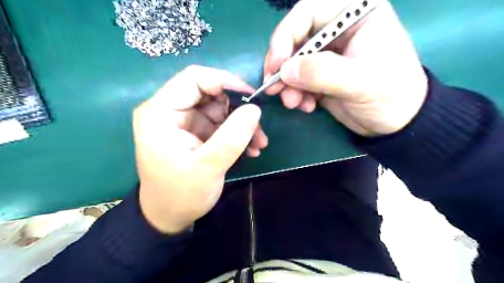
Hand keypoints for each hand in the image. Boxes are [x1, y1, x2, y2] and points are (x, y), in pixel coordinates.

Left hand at [133, 66, 267, 233]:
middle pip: (209, 92)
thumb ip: (232, 137)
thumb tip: (255, 109)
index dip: (224, 81)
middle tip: (258, 127)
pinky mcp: (195, 131)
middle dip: (238, 107)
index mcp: (160, 112)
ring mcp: (184, 121)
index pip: (194, 78)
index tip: (251, 97)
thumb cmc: (180, 194)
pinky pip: (220, 123)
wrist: (169, 216)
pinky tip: (250, 148)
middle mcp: (170, 110)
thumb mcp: (207, 168)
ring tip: (258, 143)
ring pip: (219, 107)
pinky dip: (237, 132)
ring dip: (242, 123)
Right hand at [265, 0, 425, 135]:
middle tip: (274, 88)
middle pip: (295, 38)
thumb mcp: (361, 82)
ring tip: (293, 103)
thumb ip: (323, 73)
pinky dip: (296, 94)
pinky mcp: (320, 75)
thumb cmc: (391, 95)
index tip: (277, 64)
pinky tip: (305, 106)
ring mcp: (327, 54)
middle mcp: (337, 30)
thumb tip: (285, 70)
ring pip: (293, 62)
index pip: (308, 12)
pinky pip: (298, 80)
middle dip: (283, 66)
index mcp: (355, 14)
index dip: (286, 35)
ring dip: (287, 84)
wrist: (396, 122)